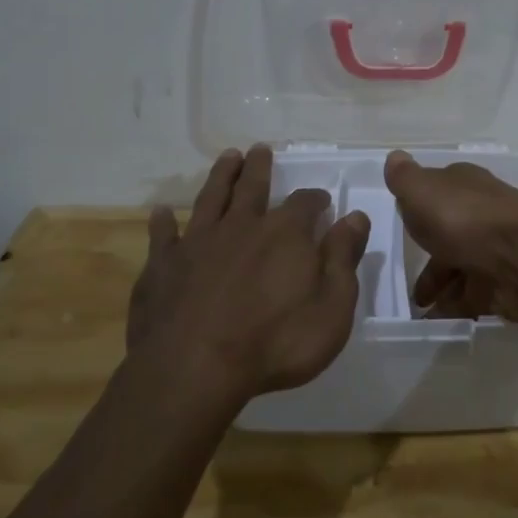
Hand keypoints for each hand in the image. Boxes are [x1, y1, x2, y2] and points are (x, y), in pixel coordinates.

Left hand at [128, 146, 370, 399]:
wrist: (194, 368)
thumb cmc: (275, 343)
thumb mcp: (331, 307)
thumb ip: (343, 259)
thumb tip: (355, 217)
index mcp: (285, 234)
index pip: (304, 203)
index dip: (315, 199)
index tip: (322, 200)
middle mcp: (241, 227)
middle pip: (252, 187)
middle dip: (259, 168)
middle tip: (260, 149)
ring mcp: (198, 243)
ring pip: (211, 198)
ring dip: (220, 176)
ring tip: (227, 157)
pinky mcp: (163, 266)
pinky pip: (163, 236)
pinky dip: (163, 222)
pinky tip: (161, 212)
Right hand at [383, 149, 517, 322]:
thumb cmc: (466, 219)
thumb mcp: (423, 191)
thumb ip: (405, 178)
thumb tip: (395, 157)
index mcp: (464, 187)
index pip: (439, 192)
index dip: (421, 207)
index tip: (404, 224)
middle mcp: (482, 214)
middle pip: (450, 234)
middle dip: (430, 257)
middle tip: (407, 280)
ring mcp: (497, 249)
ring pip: (463, 267)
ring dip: (442, 286)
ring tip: (420, 307)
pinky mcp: (507, 283)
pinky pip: (476, 296)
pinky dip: (457, 307)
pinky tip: (437, 319)